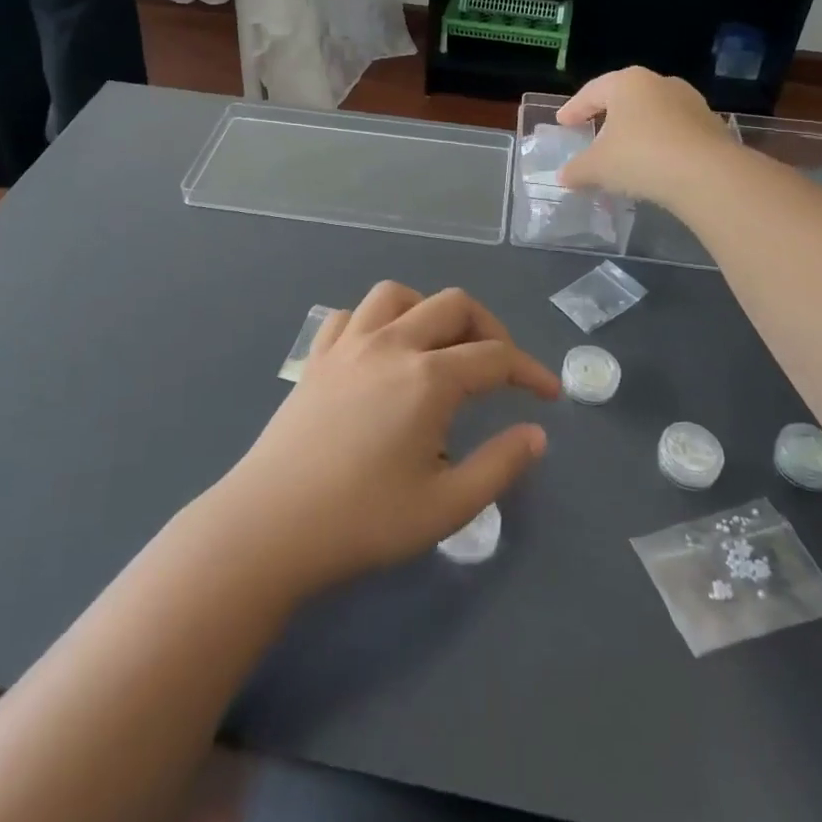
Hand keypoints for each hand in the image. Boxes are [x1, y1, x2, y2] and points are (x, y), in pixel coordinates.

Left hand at [214, 283, 559, 595]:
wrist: (271, 526)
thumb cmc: (363, 521)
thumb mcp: (446, 506)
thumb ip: (500, 466)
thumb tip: (536, 434)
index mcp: (429, 378)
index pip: (496, 357)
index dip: (531, 372)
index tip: (549, 396)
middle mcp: (391, 344)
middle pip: (453, 306)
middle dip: (489, 329)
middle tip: (501, 369)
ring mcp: (348, 345)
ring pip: (397, 295)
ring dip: (429, 310)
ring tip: (440, 348)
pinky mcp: (317, 358)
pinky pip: (351, 315)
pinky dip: (375, 321)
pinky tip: (380, 353)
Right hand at [556, 67, 732, 205]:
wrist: (707, 174)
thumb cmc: (640, 158)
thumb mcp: (597, 167)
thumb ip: (576, 169)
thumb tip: (564, 176)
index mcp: (627, 83)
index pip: (591, 92)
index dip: (574, 109)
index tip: (563, 122)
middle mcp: (659, 83)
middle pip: (624, 97)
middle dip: (607, 114)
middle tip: (592, 130)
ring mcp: (690, 102)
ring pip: (652, 112)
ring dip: (636, 128)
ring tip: (625, 149)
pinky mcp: (711, 124)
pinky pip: (674, 130)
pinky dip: (659, 142)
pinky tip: (653, 162)